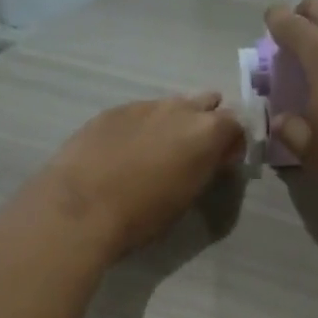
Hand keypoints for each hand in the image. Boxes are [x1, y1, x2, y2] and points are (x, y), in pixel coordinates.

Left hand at [29, 93, 246, 259]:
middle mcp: (179, 109)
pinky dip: (141, 126)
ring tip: (158, 151)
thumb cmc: (143, 214)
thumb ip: (205, 169)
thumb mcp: (187, 197)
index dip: (233, 142)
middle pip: (206, 103)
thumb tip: (211, 158)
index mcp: (206, 131)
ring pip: (170, 106)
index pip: (236, 123)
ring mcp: (143, 105)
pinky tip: (125, 150)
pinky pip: (138, 113)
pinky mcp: (111, 111)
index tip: (223, 162)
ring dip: (173, 122)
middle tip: (194, 151)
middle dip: (206, 122)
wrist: (80, 207)